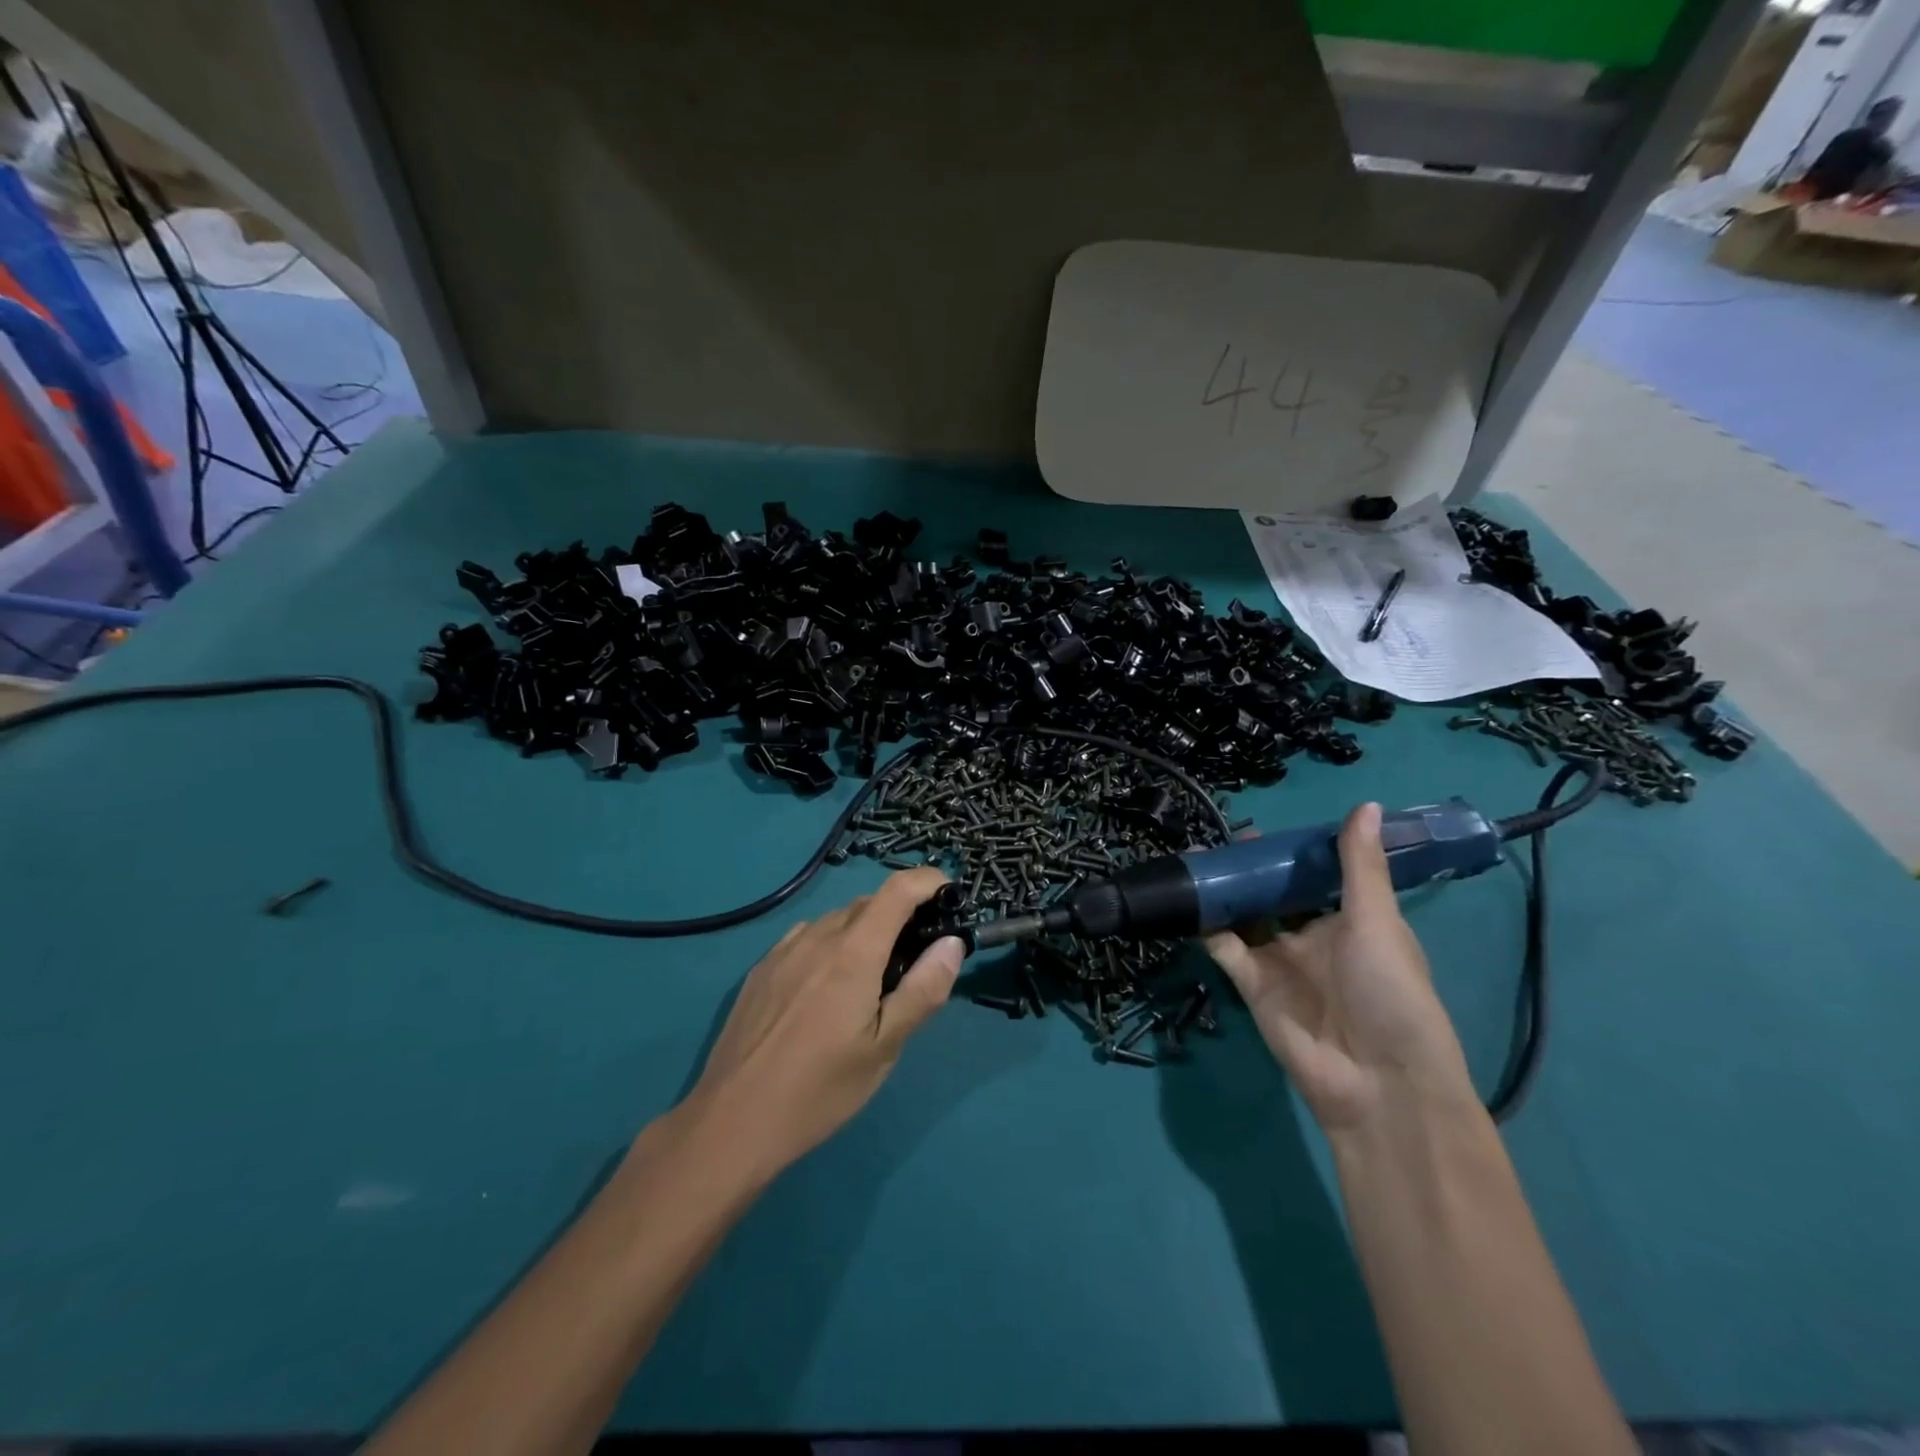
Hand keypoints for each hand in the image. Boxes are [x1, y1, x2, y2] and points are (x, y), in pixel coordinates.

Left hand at [682, 868, 963, 1175]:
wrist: (732, 1121)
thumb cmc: (820, 1089)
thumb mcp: (884, 1047)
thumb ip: (923, 989)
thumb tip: (952, 942)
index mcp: (854, 951)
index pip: (898, 889)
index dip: (928, 881)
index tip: (950, 896)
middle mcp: (818, 936)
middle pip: (869, 903)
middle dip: (902, 912)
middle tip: (918, 953)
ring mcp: (784, 950)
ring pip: (837, 920)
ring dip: (866, 930)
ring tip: (874, 974)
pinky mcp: (762, 969)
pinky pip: (807, 938)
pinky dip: (832, 944)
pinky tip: (828, 985)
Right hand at [1204, 803, 1476, 1132]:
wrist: (1377, 1082)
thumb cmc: (1390, 993)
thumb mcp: (1377, 922)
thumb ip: (1360, 867)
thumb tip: (1363, 803)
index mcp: (1351, 921)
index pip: (1317, 877)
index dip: (1293, 852)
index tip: (1267, 827)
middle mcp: (1312, 938)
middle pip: (1275, 894)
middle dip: (1252, 869)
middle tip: (1226, 841)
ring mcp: (1279, 962)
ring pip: (1245, 917)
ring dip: (1226, 892)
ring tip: (1200, 861)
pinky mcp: (1252, 985)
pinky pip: (1225, 948)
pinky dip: (1207, 927)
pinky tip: (1191, 901)